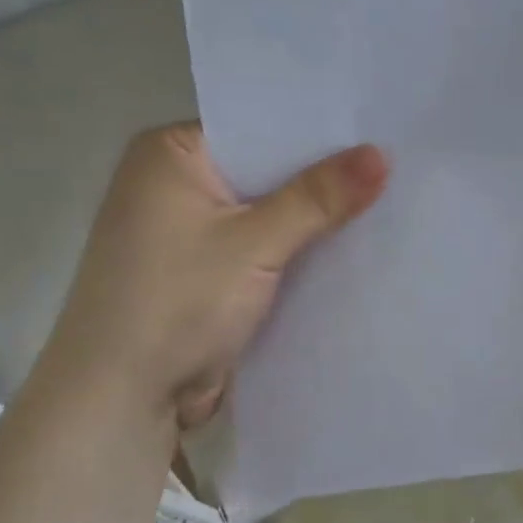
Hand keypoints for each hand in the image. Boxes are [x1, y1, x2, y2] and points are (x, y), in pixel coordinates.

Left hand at [44, 125, 388, 430]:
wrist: (125, 397)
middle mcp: (176, 185)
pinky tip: (353, 247)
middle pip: (266, 172)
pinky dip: (298, 252)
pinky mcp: (208, 275)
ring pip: (268, 215)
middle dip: (323, 178)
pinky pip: (264, 251)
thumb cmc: (177, 302)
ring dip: (314, 220)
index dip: (316, 130)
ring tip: (390, 200)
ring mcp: (191, 234)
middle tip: (397, 163)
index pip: (256, 126)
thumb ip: (318, 198)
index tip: (377, 128)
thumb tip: (381, 154)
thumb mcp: (254, 244)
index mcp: (170, 154)